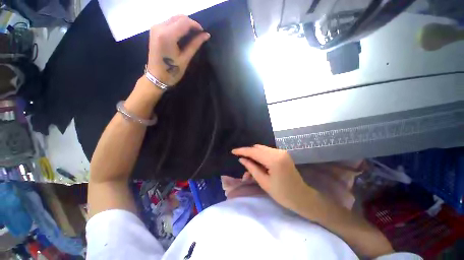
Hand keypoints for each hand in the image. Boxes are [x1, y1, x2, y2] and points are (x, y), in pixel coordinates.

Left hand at [147, 15, 209, 85]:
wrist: (156, 76)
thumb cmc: (172, 71)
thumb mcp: (185, 58)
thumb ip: (195, 44)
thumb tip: (206, 35)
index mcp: (167, 35)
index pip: (184, 22)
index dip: (196, 25)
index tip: (203, 32)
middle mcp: (159, 27)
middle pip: (178, 17)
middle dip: (190, 23)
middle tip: (199, 34)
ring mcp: (155, 27)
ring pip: (174, 18)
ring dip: (184, 24)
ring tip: (192, 34)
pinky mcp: (154, 30)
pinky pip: (169, 22)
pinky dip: (178, 26)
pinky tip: (183, 34)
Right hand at [232, 145, 316, 211]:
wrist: (302, 197)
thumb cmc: (282, 194)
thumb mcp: (264, 182)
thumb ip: (251, 168)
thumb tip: (242, 159)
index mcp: (274, 160)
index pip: (254, 152)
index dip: (242, 151)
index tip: (233, 151)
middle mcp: (278, 152)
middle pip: (258, 148)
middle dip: (248, 153)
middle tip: (241, 160)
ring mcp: (282, 152)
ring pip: (262, 149)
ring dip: (254, 155)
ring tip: (249, 164)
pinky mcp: (283, 154)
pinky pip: (267, 151)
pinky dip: (260, 156)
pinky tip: (258, 163)